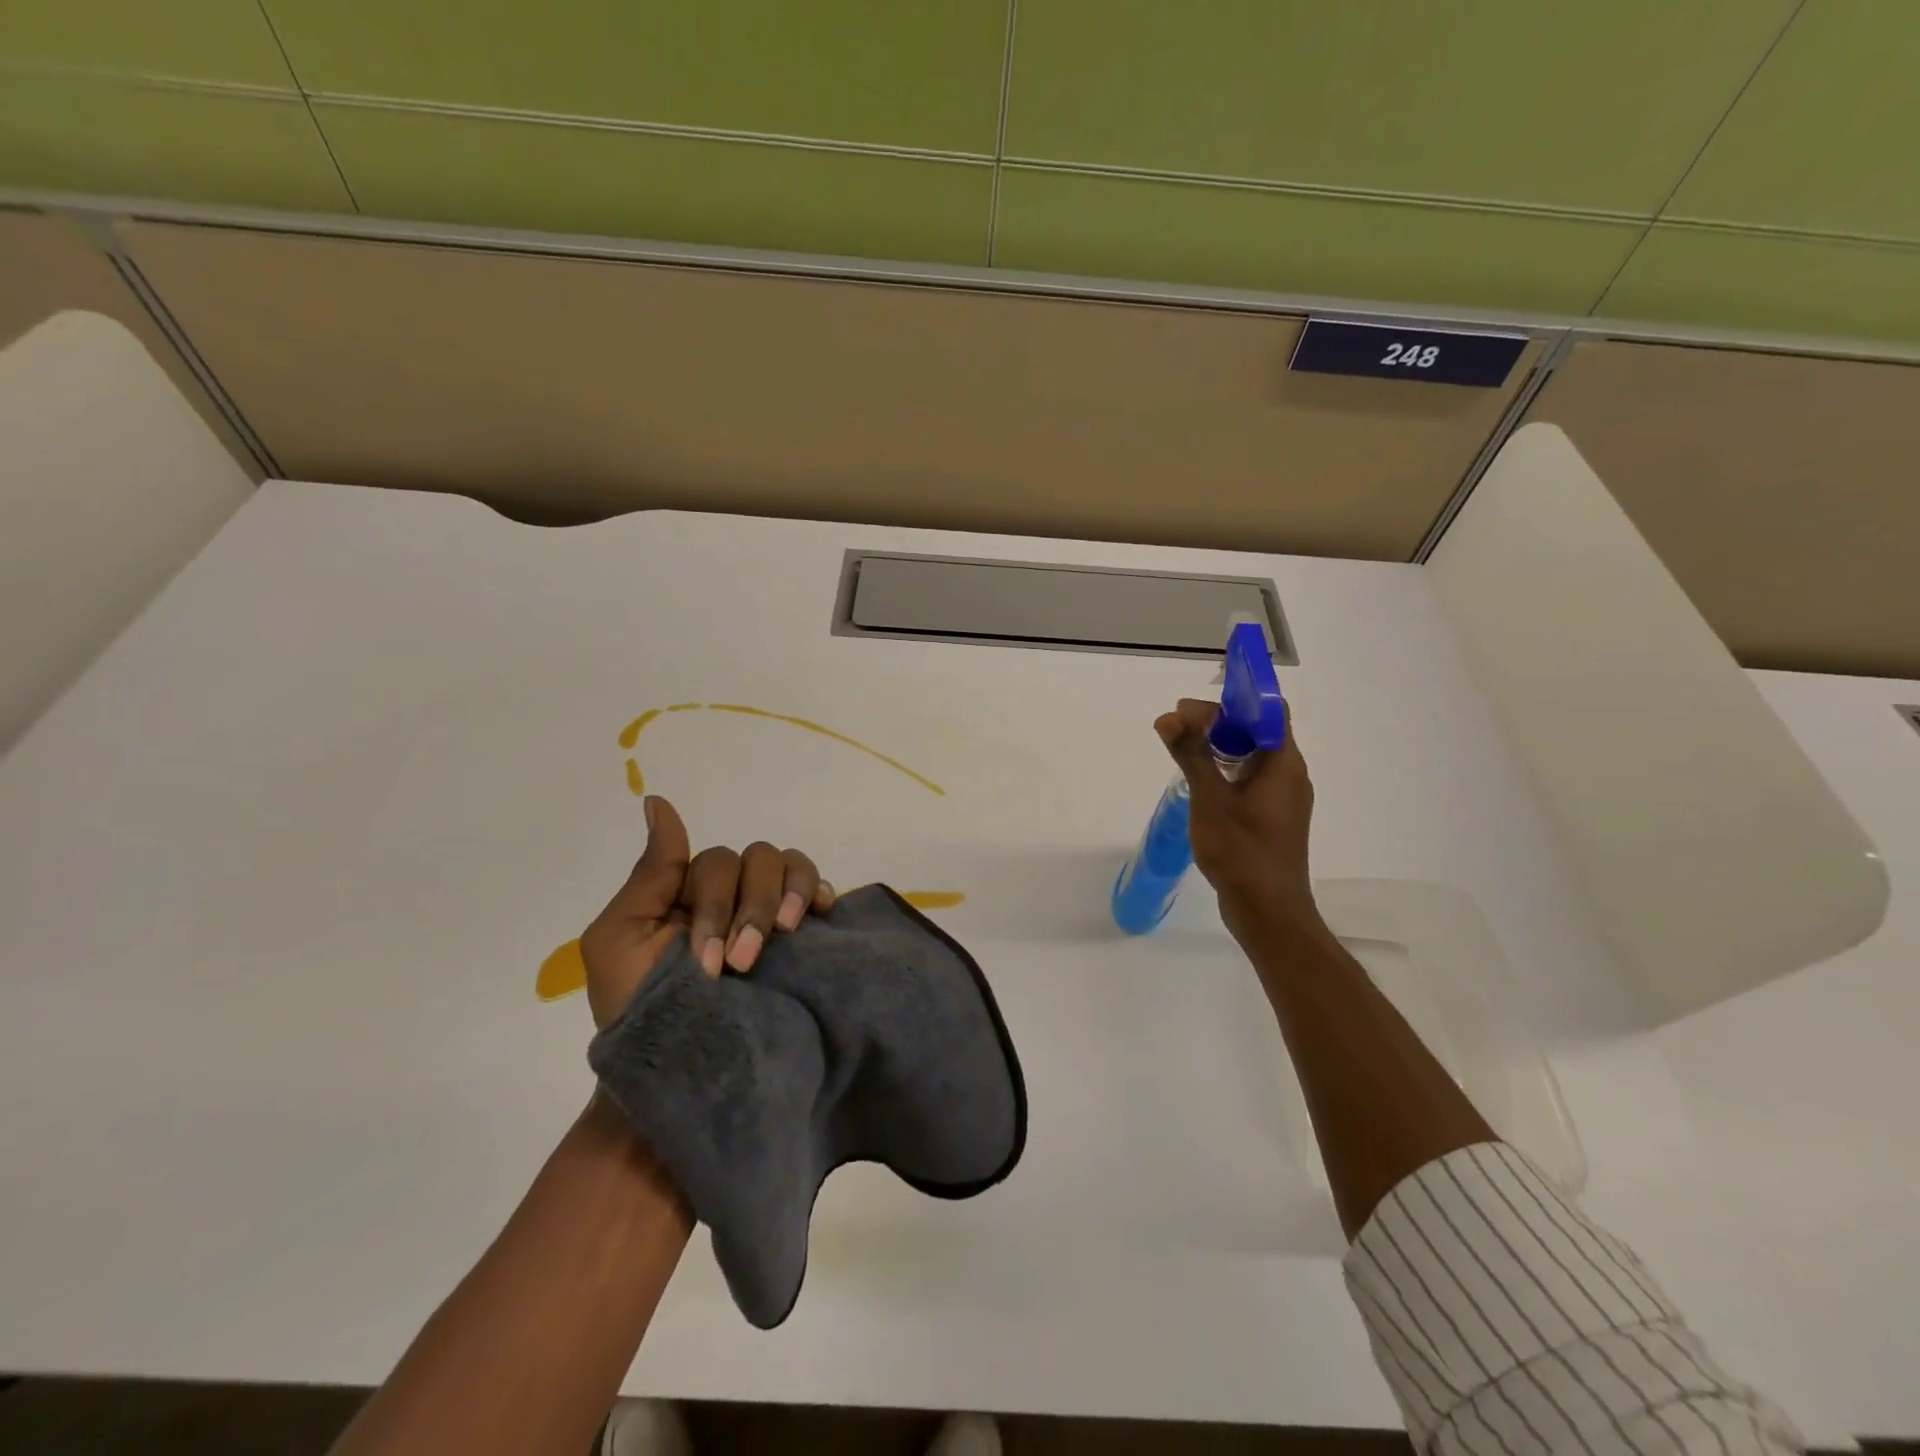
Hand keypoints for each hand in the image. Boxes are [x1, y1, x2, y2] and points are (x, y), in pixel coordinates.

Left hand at [578, 795, 835, 1029]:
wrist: (681, 1080)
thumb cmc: (640, 1014)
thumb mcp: (620, 941)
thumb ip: (649, 873)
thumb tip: (656, 800)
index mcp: (689, 892)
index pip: (714, 861)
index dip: (714, 901)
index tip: (707, 958)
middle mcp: (733, 896)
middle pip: (756, 860)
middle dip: (747, 910)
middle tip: (739, 965)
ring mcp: (770, 915)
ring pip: (789, 866)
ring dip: (784, 898)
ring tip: (781, 940)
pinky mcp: (802, 938)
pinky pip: (819, 890)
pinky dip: (819, 892)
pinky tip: (819, 914)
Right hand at [1155, 698, 1328, 947]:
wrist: (1268, 912)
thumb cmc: (1241, 850)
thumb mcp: (1210, 798)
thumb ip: (1191, 754)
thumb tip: (1169, 718)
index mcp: (1284, 763)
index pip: (1268, 710)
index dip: (1233, 700)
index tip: (1193, 709)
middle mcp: (1290, 775)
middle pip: (1258, 731)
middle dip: (1218, 724)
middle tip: (1177, 729)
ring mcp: (1283, 800)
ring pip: (1253, 757)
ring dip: (1219, 748)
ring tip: (1183, 751)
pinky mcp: (1273, 820)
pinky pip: (1251, 781)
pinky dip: (1225, 772)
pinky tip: (1200, 785)